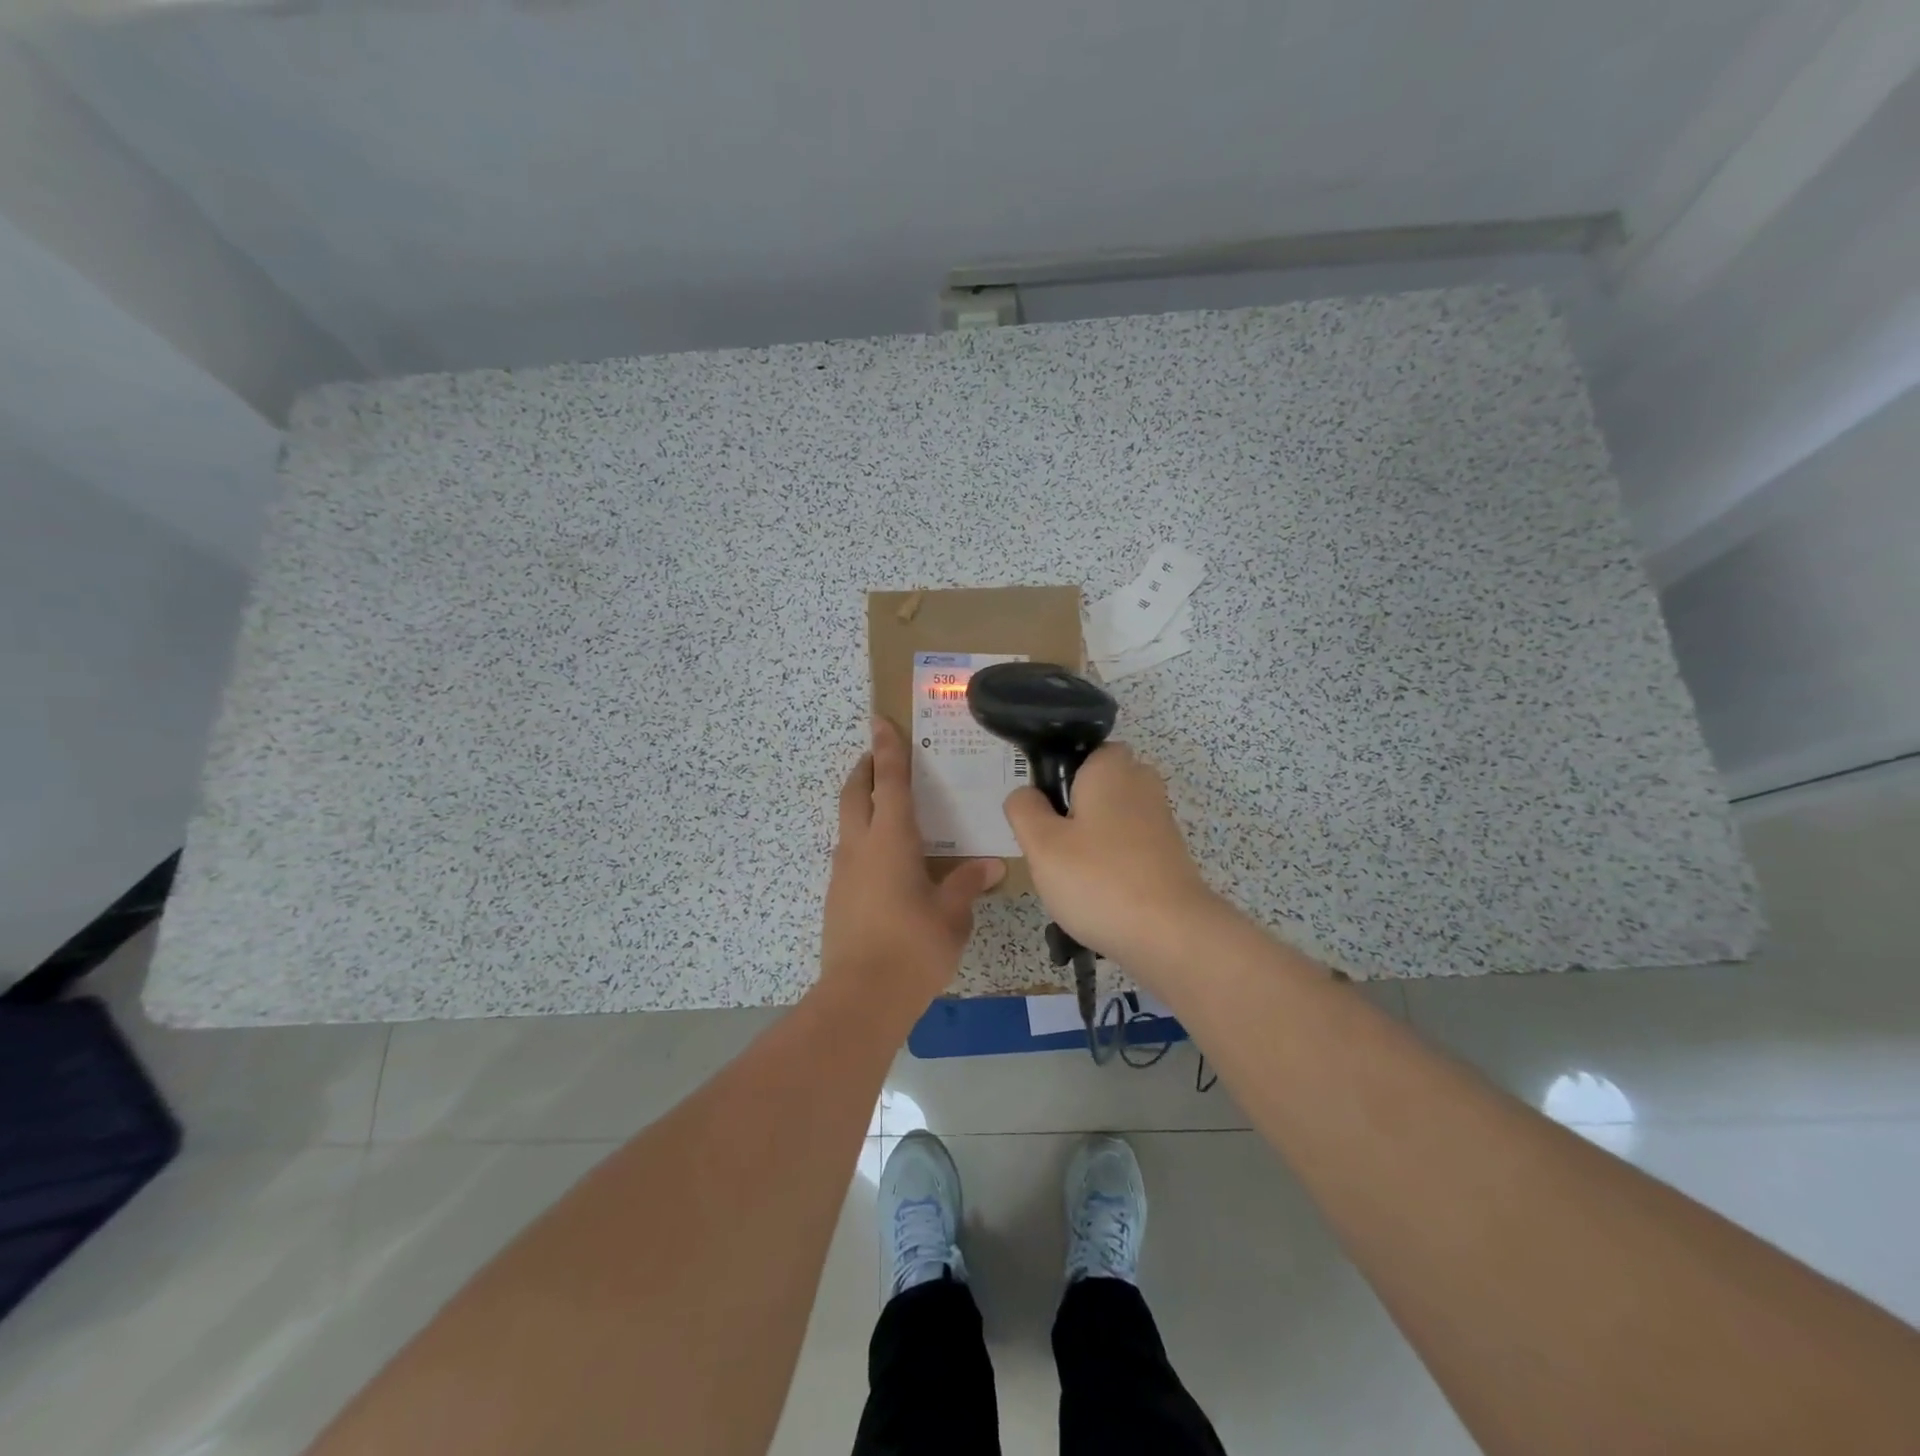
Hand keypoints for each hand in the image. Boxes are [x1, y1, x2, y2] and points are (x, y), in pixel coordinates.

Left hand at [821, 719, 1005, 1017]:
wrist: (861, 998)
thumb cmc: (913, 947)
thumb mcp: (951, 915)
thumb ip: (967, 884)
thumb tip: (992, 865)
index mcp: (891, 840)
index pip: (890, 781)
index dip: (888, 748)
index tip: (879, 719)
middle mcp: (860, 847)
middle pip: (856, 793)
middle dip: (865, 768)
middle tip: (879, 756)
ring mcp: (843, 873)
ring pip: (848, 823)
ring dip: (862, 803)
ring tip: (888, 806)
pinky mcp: (837, 897)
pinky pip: (849, 853)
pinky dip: (864, 839)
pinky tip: (887, 861)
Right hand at [1002, 742, 1218, 968]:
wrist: (1170, 935)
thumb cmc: (1098, 879)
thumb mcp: (1041, 843)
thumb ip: (1024, 809)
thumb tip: (1026, 794)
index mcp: (1111, 767)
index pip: (1080, 751)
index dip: (1056, 777)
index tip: (1041, 813)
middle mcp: (1141, 783)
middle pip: (1094, 787)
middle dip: (1072, 812)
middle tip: (1051, 847)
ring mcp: (1159, 820)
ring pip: (1110, 819)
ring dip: (1089, 842)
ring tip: (1071, 878)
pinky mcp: (1169, 854)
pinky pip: (1127, 847)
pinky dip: (1111, 864)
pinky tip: (1098, 895)